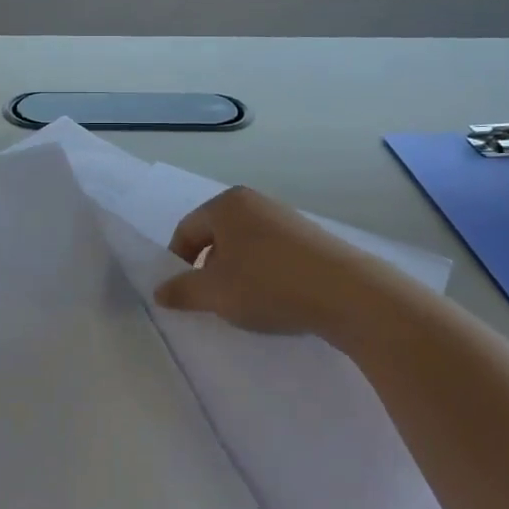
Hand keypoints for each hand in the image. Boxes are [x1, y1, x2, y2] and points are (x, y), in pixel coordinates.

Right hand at [155, 186, 416, 338]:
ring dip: (237, 275)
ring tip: (245, 305)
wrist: (349, 294)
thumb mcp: (215, 293)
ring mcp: (286, 219)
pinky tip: (275, 301)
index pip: (186, 230)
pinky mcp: (311, 240)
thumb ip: (182, 291)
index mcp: (226, 204)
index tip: (182, 294)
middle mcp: (255, 202)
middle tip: (212, 301)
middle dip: (208, 269)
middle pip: (216, 236)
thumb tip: (159, 292)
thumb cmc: (268, 284)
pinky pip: (272, 255)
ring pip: (245, 247)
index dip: (177, 263)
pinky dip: (264, 276)